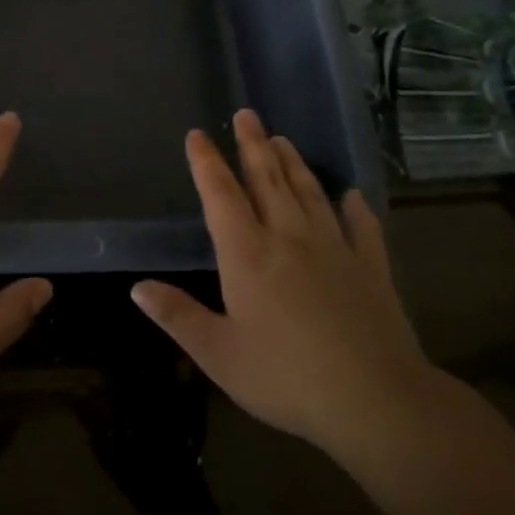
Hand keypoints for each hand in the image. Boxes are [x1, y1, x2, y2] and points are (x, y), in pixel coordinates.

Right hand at [131, 110, 441, 465]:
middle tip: (247, 114)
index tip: (197, 135)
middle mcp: (289, 238)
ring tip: (283, 139)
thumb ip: (178, 316)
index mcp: (248, 254)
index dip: (206, 162)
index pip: (221, 195)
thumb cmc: (286, 378)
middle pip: (267, 180)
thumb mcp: (219, 354)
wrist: (376, 400)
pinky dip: (355, 208)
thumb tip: (137, 287)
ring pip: (310, 193)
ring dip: (294, 164)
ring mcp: (335, 249)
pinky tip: (352, 196)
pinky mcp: (371, 268)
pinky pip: (362, 228)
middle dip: (253, 145)